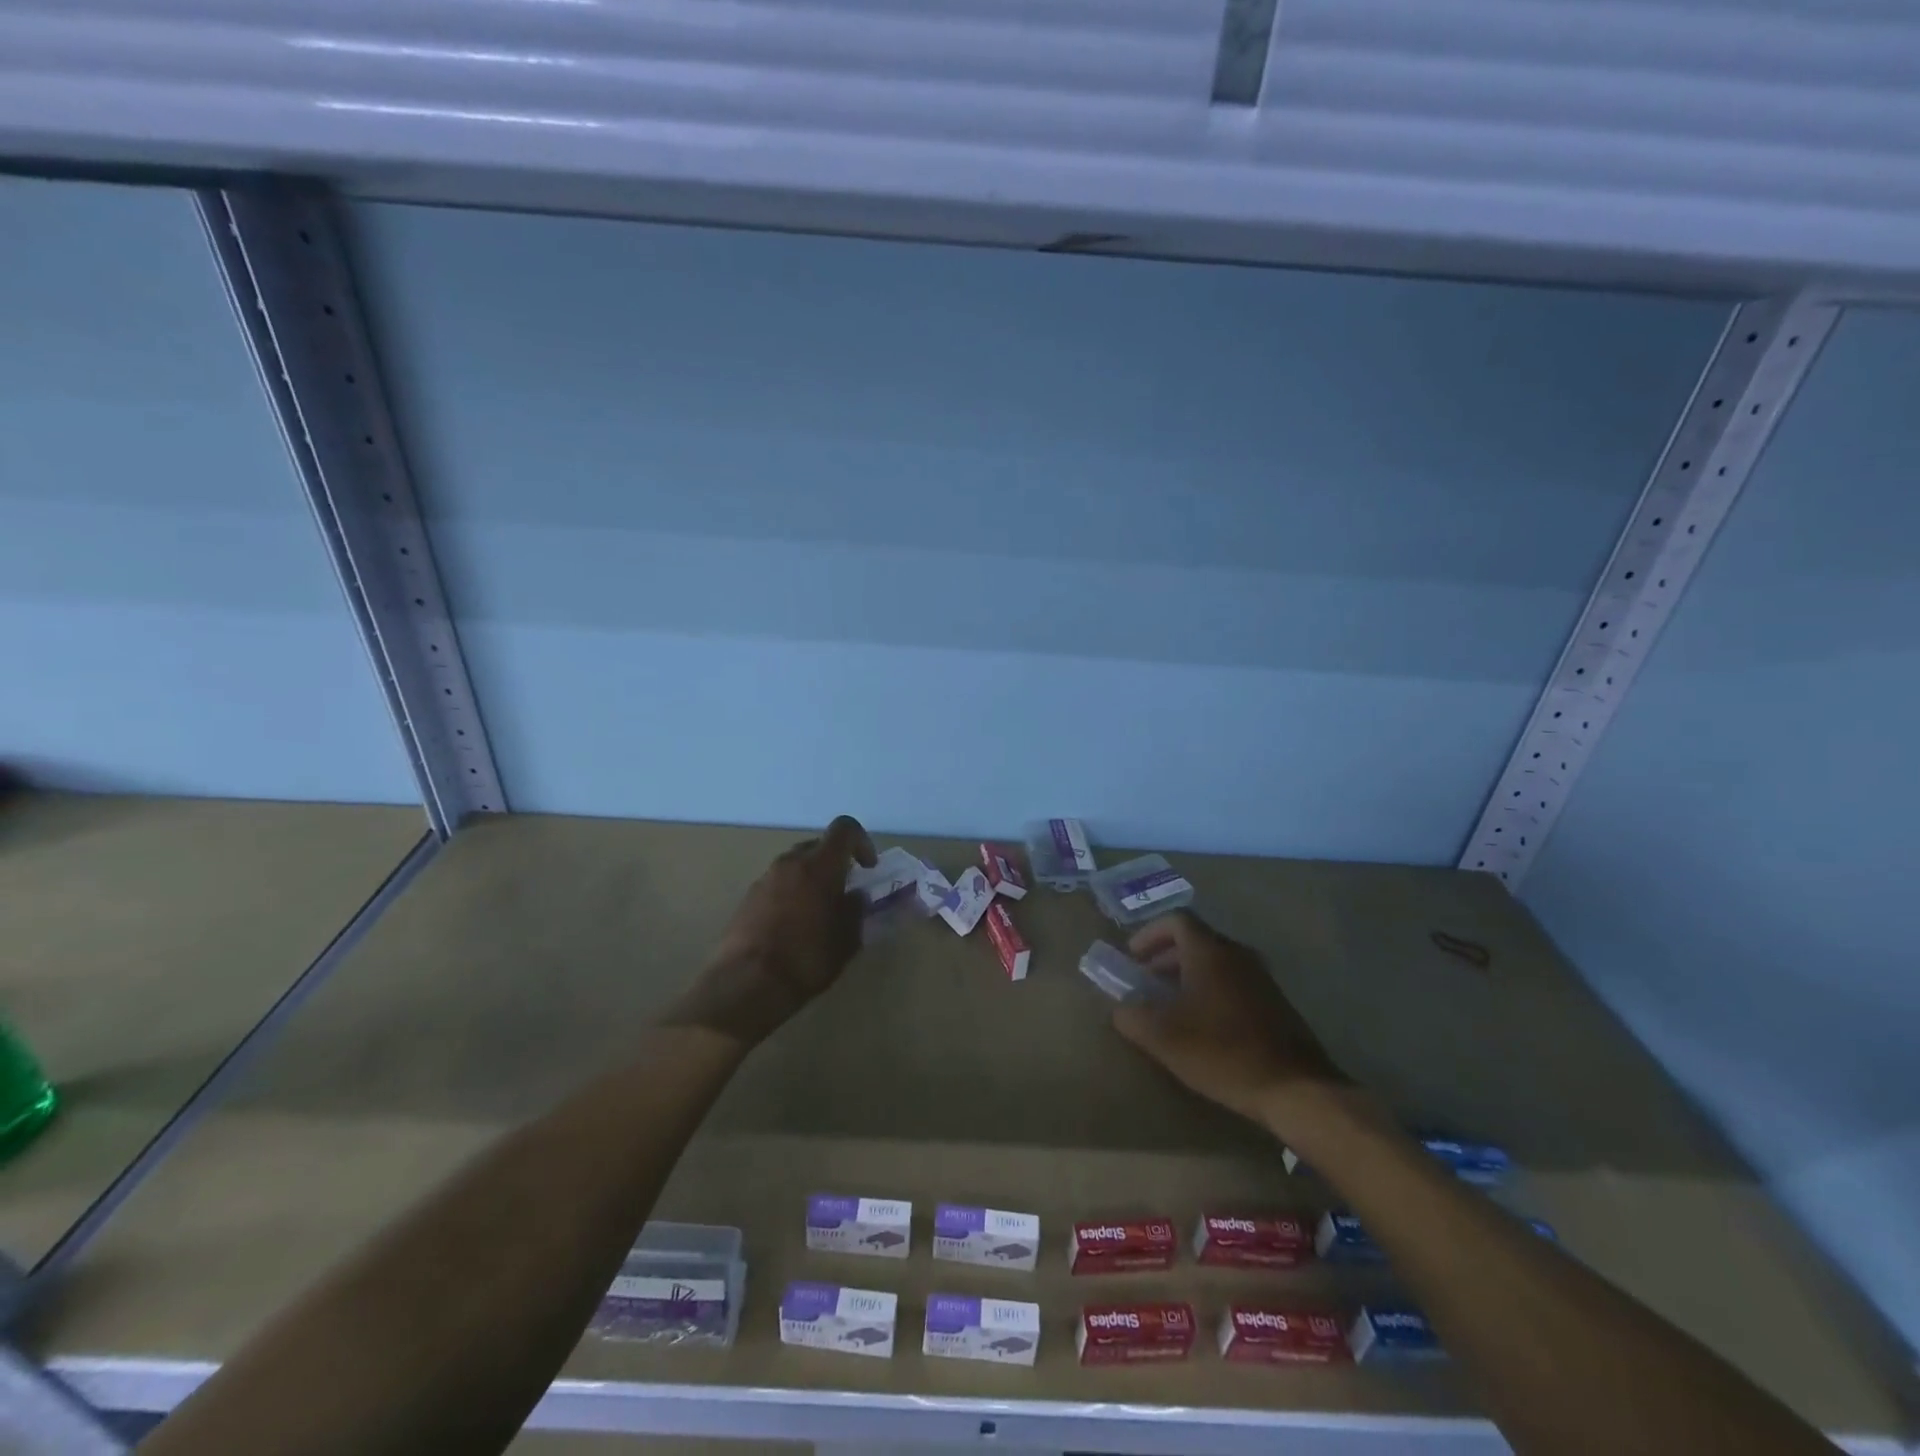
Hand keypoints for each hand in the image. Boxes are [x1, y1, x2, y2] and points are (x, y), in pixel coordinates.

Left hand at [663, 815, 876, 1047]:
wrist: (747, 983)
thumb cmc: (807, 958)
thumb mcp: (847, 939)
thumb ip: (856, 910)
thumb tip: (855, 897)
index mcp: (819, 865)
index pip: (845, 829)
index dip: (861, 842)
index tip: (867, 868)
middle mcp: (790, 862)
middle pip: (818, 846)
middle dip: (835, 863)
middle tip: (844, 892)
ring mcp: (765, 878)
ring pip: (796, 865)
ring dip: (811, 879)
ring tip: (818, 912)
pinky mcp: (747, 898)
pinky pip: (778, 884)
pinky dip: (791, 894)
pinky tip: (793, 926)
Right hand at [1112, 910, 1345, 1125]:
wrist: (1295, 1088)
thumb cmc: (1222, 1052)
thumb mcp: (1163, 1037)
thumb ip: (1132, 1016)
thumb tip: (1120, 1007)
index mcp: (1209, 951)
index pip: (1176, 920)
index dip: (1149, 934)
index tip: (1132, 957)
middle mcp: (1236, 954)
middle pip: (1196, 939)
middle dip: (1165, 956)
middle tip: (1146, 981)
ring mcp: (1260, 977)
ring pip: (1216, 962)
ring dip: (1188, 974)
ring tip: (1171, 1005)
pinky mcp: (1275, 1002)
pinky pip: (1233, 982)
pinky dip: (1211, 990)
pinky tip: (1204, 1025)